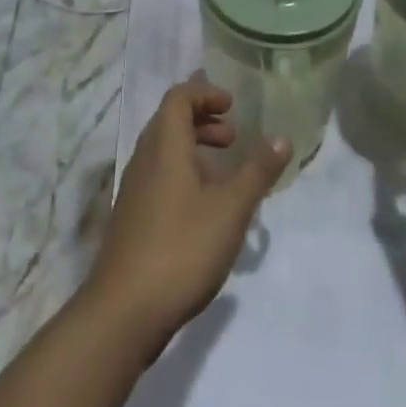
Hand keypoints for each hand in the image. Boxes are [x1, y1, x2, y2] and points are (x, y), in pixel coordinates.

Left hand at [87, 77, 289, 351]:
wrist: (124, 312)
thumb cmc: (181, 249)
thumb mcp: (230, 209)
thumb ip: (257, 171)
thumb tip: (282, 137)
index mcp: (164, 146)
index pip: (178, 97)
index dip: (205, 94)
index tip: (233, 107)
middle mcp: (144, 159)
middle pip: (170, 120)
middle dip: (203, 121)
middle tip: (233, 139)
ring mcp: (135, 190)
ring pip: (164, 151)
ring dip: (194, 150)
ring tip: (225, 175)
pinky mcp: (132, 218)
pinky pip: (159, 176)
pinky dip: (183, 175)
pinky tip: (205, 210)